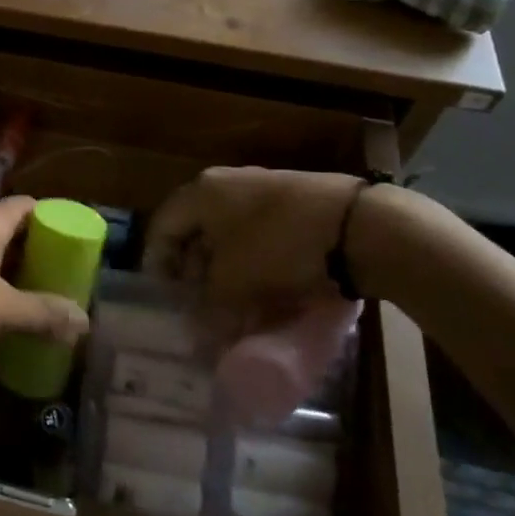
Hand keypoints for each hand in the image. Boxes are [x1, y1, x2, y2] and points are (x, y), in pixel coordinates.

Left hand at [0, 197, 88, 382]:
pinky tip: (2, 325)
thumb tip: (85, 320)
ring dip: (13, 280)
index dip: (57, 222)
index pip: (31, 206)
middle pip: (11, 233)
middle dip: (38, 257)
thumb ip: (43, 313)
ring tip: (42, 308)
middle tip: (67, 285)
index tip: (80, 249)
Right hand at [141, 168, 365, 342]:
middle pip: (195, 229)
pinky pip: (258, 235)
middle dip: (194, 270)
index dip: (158, 265)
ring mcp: (261, 189)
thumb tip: (199, 332)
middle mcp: (224, 184)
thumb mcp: (233, 283)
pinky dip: (253, 262)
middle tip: (200, 306)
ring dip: (225, 270)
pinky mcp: (292, 202)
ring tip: (235, 306)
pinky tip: (267, 291)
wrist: (356, 224)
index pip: (162, 227)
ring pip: (228, 234)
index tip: (166, 299)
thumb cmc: (278, 247)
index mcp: (200, 192)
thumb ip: (207, 305)